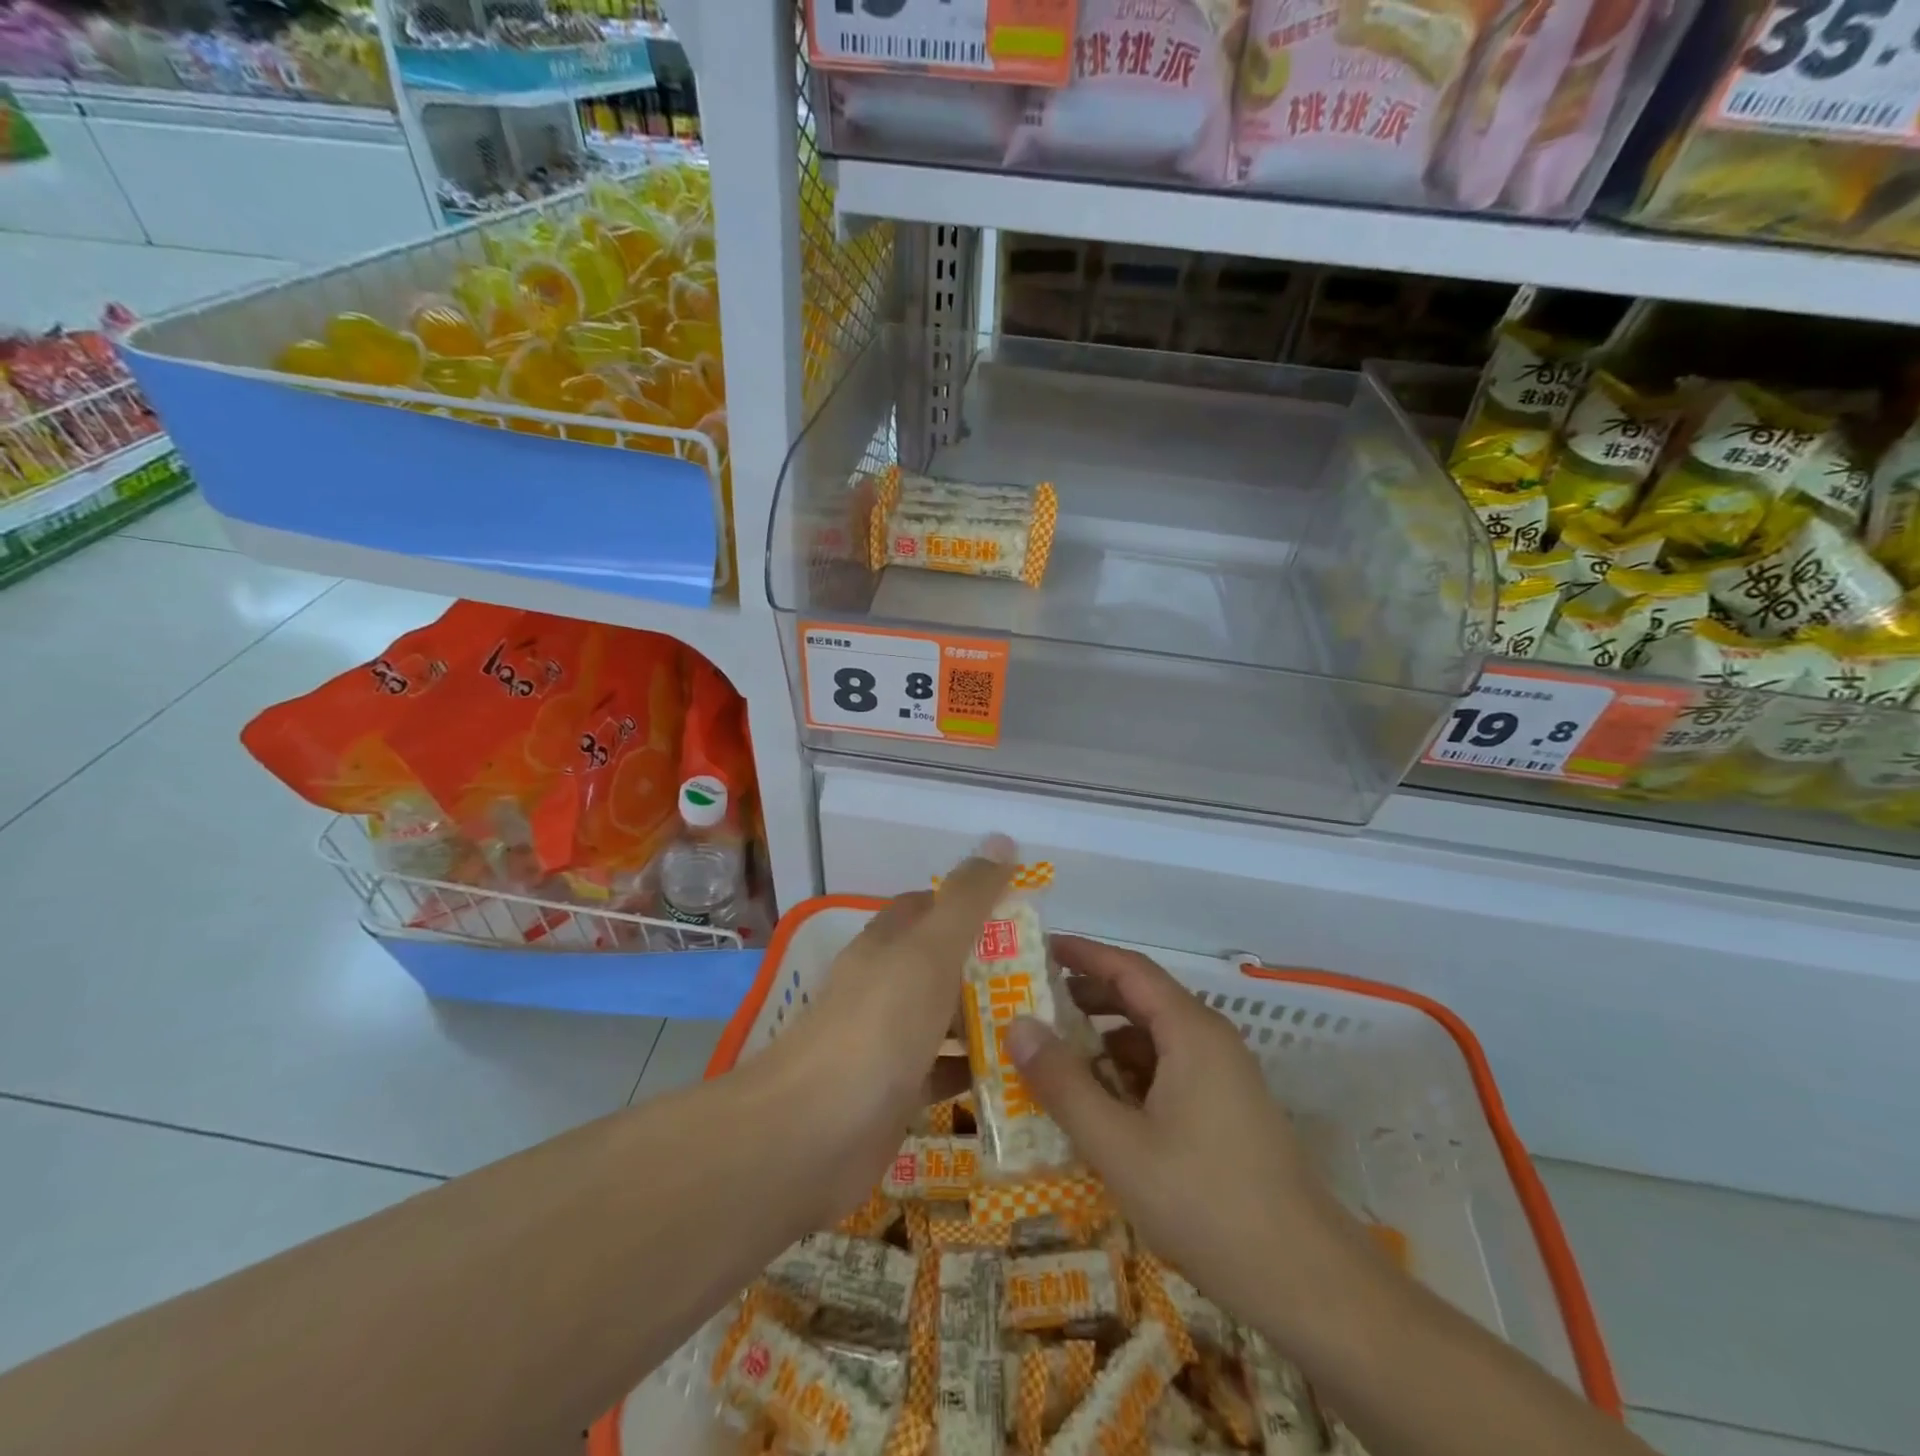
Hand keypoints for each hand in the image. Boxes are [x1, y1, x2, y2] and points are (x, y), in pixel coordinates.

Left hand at [760, 835, 1014, 1222]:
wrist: (810, 1135)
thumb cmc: (878, 1027)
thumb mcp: (930, 951)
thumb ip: (968, 899)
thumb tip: (1000, 840)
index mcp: (889, 944)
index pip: (931, 907)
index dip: (973, 903)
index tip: (1024, 914)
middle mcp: (885, 985)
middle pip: (943, 963)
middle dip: (992, 965)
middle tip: (1050, 978)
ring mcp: (887, 1041)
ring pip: (945, 1018)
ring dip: (988, 1019)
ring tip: (1046, 1025)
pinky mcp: (894, 1093)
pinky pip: (944, 1073)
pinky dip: (975, 1071)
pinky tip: (1017, 1077)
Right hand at [1007, 936, 1373, 1342]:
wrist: (1306, 1281)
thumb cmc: (1205, 1202)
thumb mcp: (1118, 1145)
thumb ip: (1064, 1083)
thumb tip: (1017, 1025)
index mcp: (1190, 1031)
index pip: (1128, 968)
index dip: (1082, 953)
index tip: (1038, 948)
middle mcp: (1210, 1040)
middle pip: (1141, 999)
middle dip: (1087, 997)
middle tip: (1033, 1004)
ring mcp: (1223, 1077)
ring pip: (1154, 1039)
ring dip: (1105, 1040)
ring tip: (1056, 1056)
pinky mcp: (1226, 1110)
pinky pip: (1168, 1070)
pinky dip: (1128, 1073)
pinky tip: (1101, 1104)